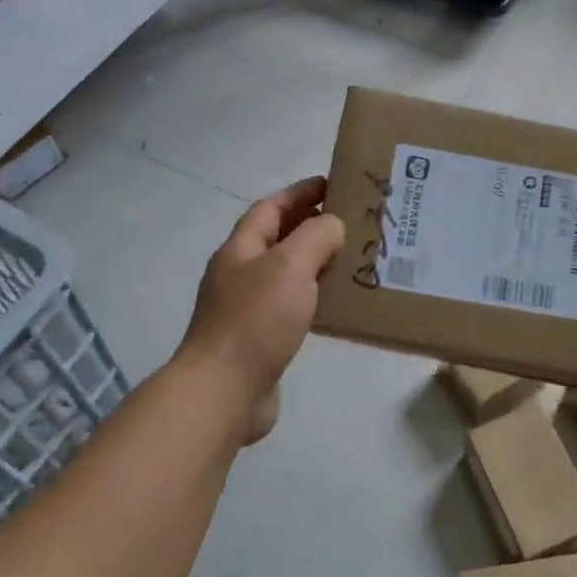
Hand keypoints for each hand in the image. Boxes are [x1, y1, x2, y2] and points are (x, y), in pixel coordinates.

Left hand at [180, 176, 345, 444]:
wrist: (223, 392)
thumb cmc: (255, 320)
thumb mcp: (290, 265)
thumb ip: (315, 237)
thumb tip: (331, 225)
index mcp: (240, 249)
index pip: (270, 208)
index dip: (300, 192)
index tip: (332, 183)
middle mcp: (240, 274)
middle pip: (277, 239)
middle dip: (310, 225)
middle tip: (351, 221)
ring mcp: (246, 309)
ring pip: (286, 274)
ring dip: (315, 263)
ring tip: (352, 259)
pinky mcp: (259, 341)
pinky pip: (291, 307)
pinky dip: (314, 298)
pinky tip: (338, 305)